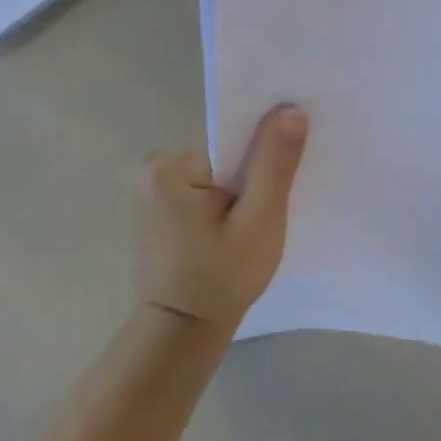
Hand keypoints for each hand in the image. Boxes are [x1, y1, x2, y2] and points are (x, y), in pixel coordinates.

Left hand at [139, 106, 307, 332]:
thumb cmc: (222, 277)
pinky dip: (221, 203)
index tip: (288, 167)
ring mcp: (149, 190)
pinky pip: (200, 190)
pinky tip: (234, 228)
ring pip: (213, 173)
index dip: (262, 150)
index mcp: (171, 166)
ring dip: (237, 190)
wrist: (181, 332)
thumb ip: (275, 164)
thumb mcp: (260, 220)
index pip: (230, 138)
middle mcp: (152, 168)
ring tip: (254, 221)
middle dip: (249, 174)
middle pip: (221, 154)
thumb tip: (291, 109)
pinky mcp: (156, 209)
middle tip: (273, 204)